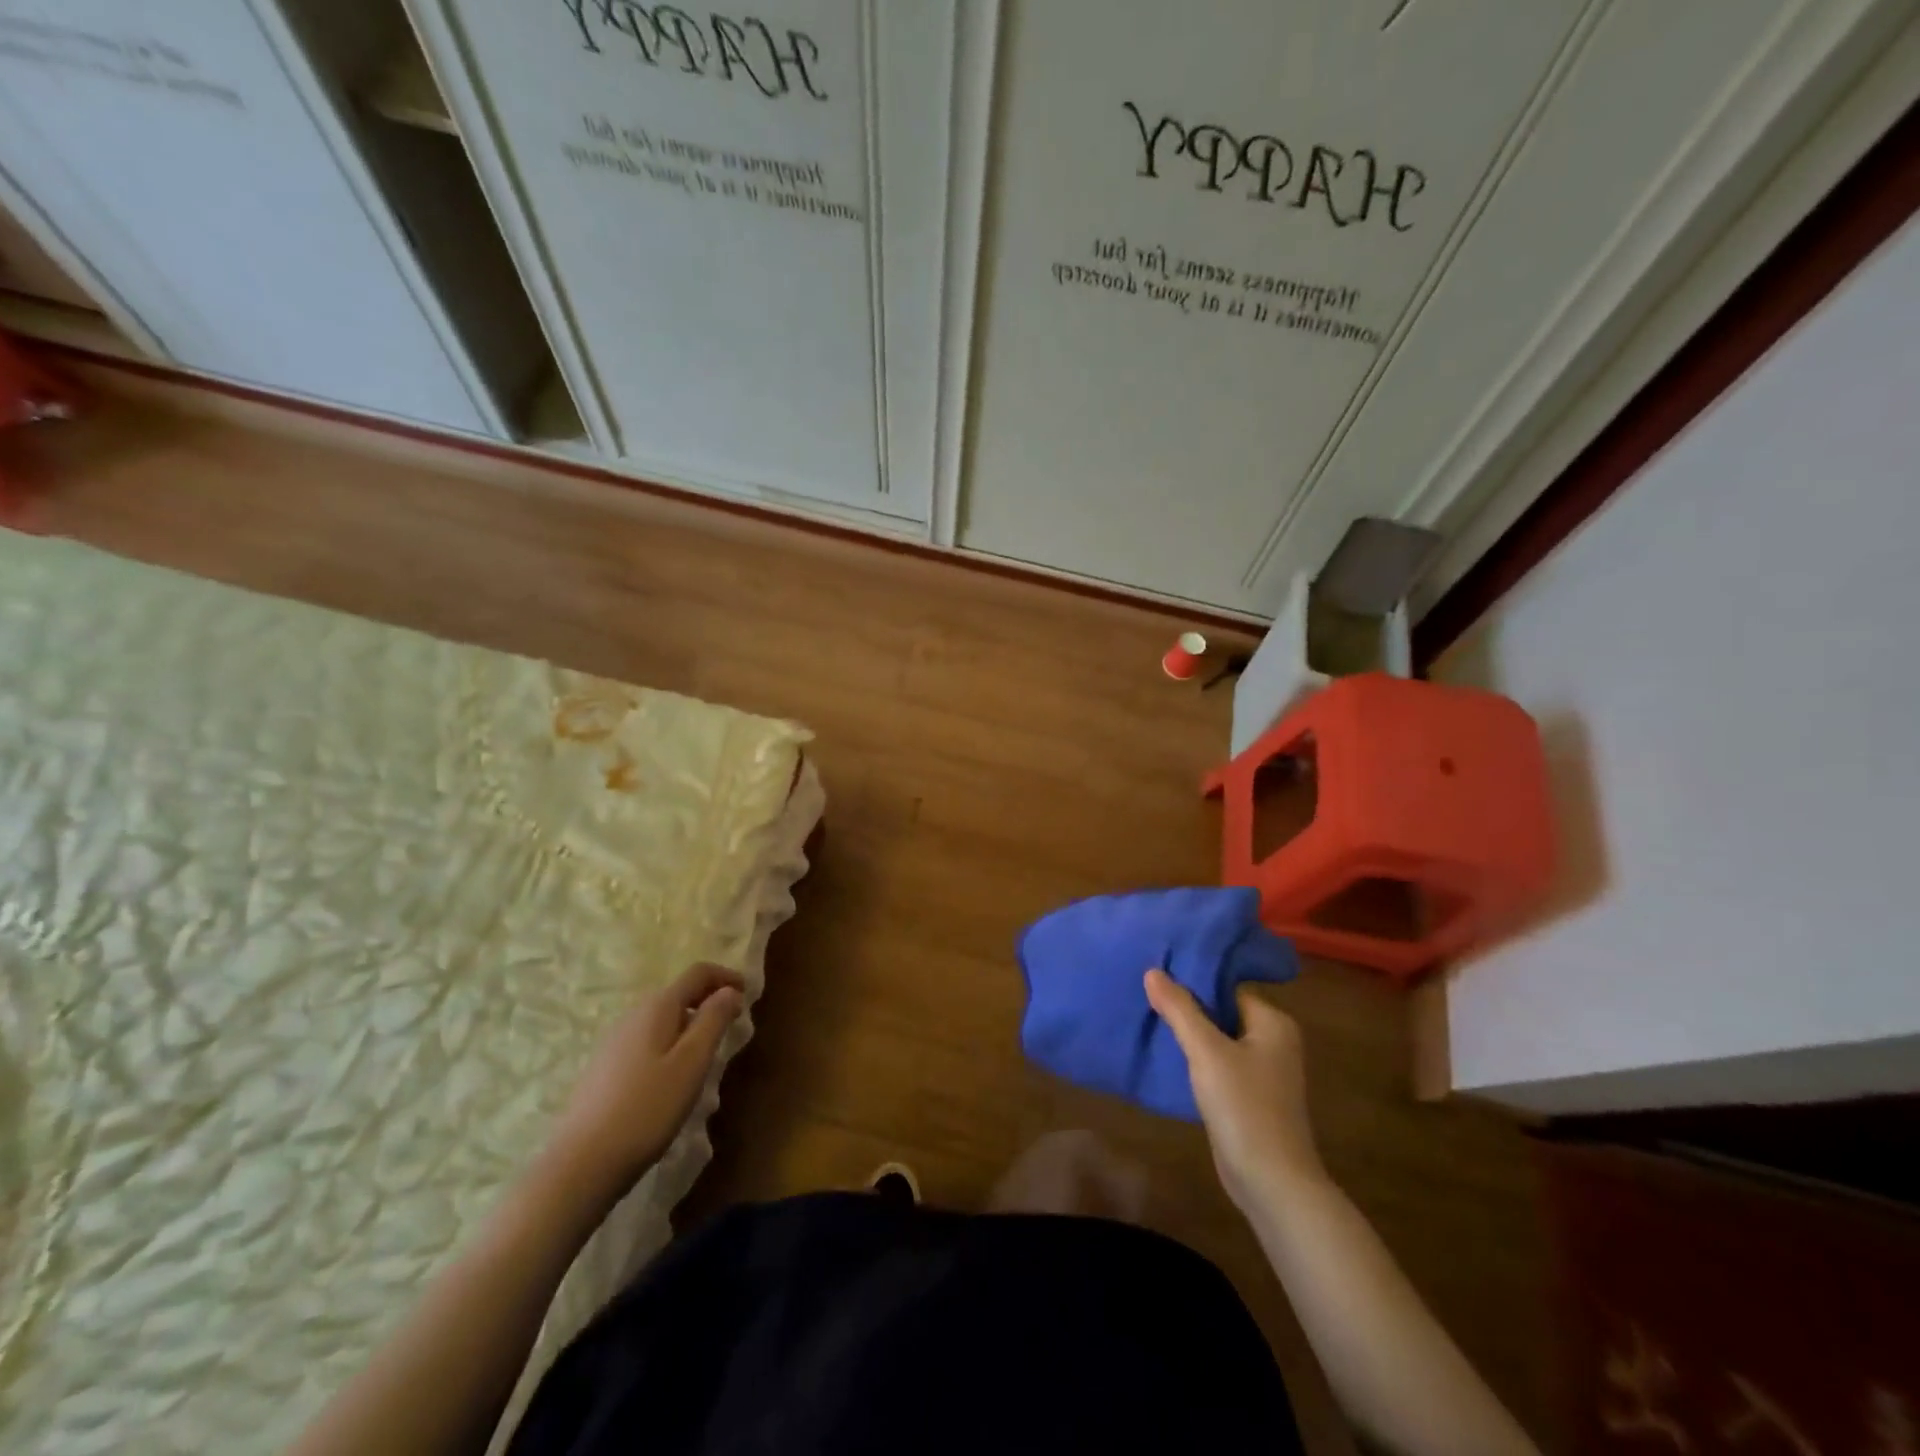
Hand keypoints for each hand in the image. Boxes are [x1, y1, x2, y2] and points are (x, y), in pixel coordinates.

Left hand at [546, 963, 745, 1205]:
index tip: (749, 993)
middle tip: (732, 1024)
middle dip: (708, 1001)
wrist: (582, 1163)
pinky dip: (670, 1043)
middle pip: (678, 994)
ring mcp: (614, 1042)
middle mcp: (633, 1015)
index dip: (725, 976)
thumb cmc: (648, 1108)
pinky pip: (647, 1041)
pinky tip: (673, 1076)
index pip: (697, 974)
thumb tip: (729, 991)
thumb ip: (713, 1020)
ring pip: (662, 1019)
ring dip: (689, 1024)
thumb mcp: (692, 1062)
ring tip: (707, 1052)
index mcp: (657, 1008)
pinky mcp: (605, 1069)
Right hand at [1144, 968, 1324, 1210]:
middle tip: (1148, 991)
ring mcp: (1264, 1070)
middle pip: (1223, 1009)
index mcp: (1273, 1022)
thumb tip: (1153, 971)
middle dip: (1188, 1004)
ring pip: (1219, 1037)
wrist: (1272, 1184)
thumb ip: (1180, 1010)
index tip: (1159, 970)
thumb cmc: (1244, 1108)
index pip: (1228, 985)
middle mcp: (1274, 1040)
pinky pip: (1219, 1062)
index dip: (1193, 978)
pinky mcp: (1251, 1095)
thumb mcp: (1206, 1053)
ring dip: (1190, 1031)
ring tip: (1151, 1016)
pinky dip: (1197, 1057)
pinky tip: (1168, 1054)